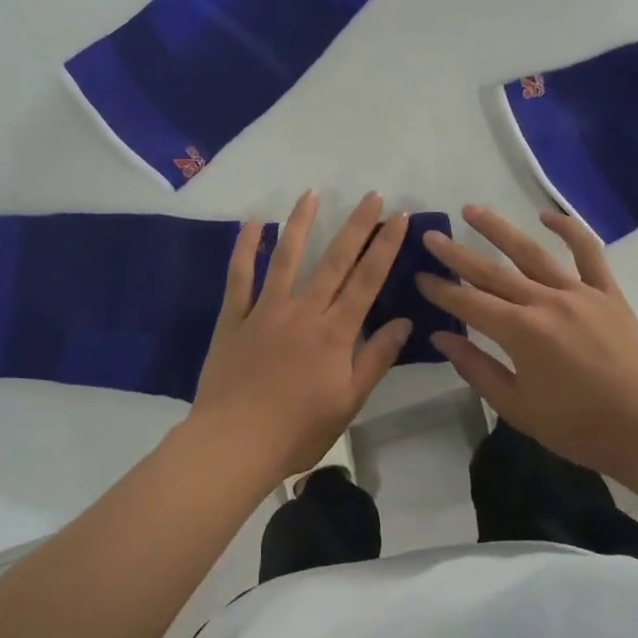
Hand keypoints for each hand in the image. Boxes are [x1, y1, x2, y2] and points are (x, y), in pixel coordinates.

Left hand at [188, 191, 411, 479]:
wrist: (234, 444)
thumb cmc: (298, 430)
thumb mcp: (348, 401)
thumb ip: (376, 358)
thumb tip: (404, 321)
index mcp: (333, 333)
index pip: (367, 280)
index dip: (385, 246)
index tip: (399, 217)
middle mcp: (302, 311)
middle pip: (334, 260)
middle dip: (356, 226)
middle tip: (371, 194)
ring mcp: (264, 310)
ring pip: (285, 258)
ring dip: (300, 223)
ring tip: (311, 194)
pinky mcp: (233, 318)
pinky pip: (239, 276)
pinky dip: (245, 247)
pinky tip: (253, 222)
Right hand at [416, 205, 637, 480]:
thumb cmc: (579, 427)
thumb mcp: (518, 407)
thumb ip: (476, 368)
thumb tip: (441, 337)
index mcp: (521, 333)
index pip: (469, 302)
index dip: (440, 289)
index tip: (419, 275)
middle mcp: (545, 302)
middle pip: (492, 271)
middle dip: (457, 254)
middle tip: (431, 236)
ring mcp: (579, 292)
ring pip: (531, 252)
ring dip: (499, 229)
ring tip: (472, 210)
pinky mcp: (607, 292)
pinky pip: (588, 253)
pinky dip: (569, 229)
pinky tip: (546, 215)